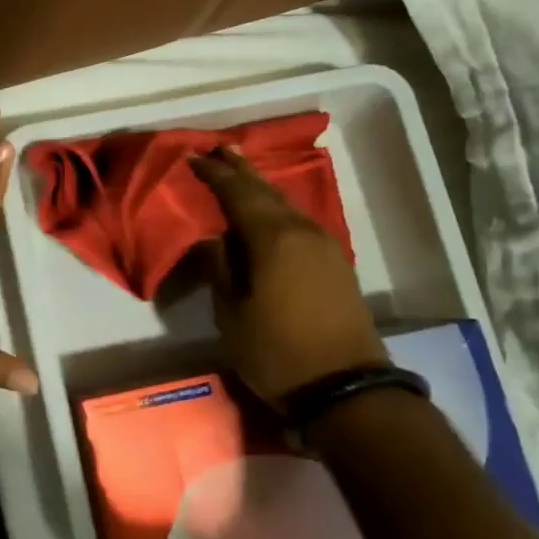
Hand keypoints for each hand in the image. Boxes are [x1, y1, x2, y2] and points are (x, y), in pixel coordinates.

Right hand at [188, 145, 386, 400]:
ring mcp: (324, 244)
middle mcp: (302, 230)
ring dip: (260, 187)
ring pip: (286, 204)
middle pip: (266, 190)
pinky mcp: (336, 262)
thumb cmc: (276, 351)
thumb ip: (220, 266)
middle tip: (218, 151)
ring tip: (239, 173)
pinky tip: (268, 211)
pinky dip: (277, 208)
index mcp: (273, 238)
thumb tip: (215, 237)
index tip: (193, 157)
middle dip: (240, 170)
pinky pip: (299, 221)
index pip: (237, 193)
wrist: (345, 387)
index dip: (214, 174)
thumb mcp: (231, 312)